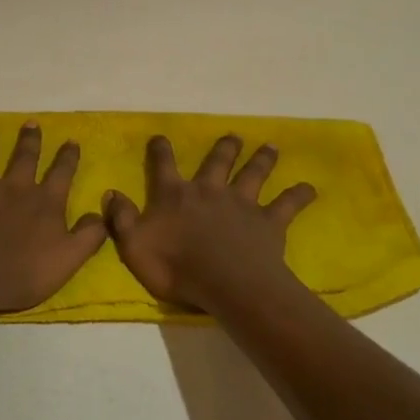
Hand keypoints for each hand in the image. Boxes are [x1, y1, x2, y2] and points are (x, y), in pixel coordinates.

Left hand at [0, 121, 108, 315]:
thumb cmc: (20, 275)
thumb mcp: (68, 260)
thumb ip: (89, 236)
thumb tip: (101, 211)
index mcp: (44, 202)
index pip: (61, 172)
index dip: (68, 156)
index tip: (71, 140)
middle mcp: (13, 187)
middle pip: (24, 157)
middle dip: (30, 139)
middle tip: (31, 122)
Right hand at [103, 135, 316, 311]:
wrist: (225, 283)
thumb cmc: (175, 266)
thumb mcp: (133, 245)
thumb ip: (121, 218)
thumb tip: (110, 192)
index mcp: (175, 195)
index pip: (164, 166)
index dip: (161, 150)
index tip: (160, 136)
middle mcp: (209, 191)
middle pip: (217, 162)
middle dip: (224, 148)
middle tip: (233, 136)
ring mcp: (241, 204)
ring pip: (253, 174)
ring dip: (262, 160)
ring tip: (271, 147)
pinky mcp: (268, 222)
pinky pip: (287, 205)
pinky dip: (299, 195)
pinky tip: (310, 188)